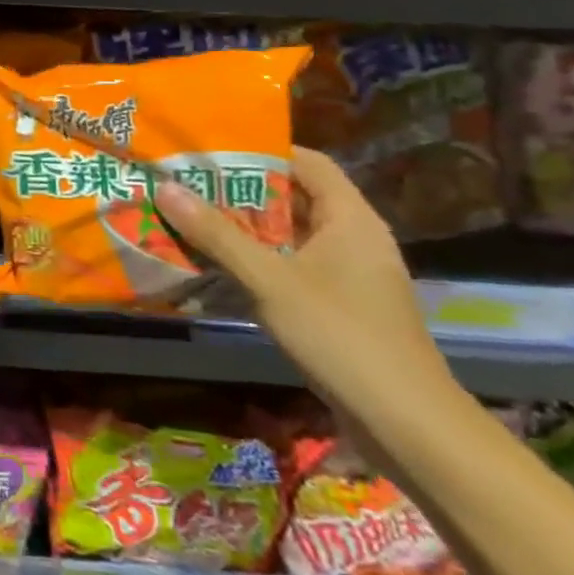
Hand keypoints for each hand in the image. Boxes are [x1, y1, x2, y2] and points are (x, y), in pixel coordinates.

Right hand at [155, 148, 460, 422]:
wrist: (406, 424)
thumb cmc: (342, 336)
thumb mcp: (270, 281)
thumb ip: (217, 234)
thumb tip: (167, 187)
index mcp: (350, 219)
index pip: (307, 163)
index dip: (262, 150)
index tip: (210, 149)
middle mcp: (353, 239)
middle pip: (293, 198)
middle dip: (240, 191)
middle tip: (185, 183)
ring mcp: (348, 275)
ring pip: (288, 236)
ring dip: (243, 228)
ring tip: (189, 217)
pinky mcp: (338, 305)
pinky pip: (290, 266)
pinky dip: (256, 260)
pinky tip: (216, 266)